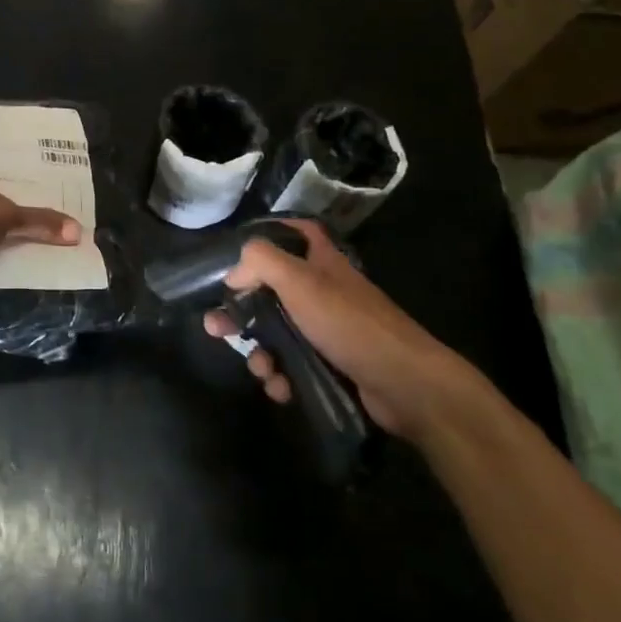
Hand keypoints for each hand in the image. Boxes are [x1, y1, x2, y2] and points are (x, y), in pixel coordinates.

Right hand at [204, 219, 466, 436]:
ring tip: (262, 370)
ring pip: (278, 334)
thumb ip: (260, 262)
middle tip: (215, 328)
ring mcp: (328, 330)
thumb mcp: (299, 280)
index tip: (238, 250)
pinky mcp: (331, 365)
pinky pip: (293, 366)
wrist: (404, 384)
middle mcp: (324, 291)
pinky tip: (281, 389)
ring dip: (261, 353)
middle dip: (242, 311)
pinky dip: (282, 377)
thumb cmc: (348, 322)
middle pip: (272, 290)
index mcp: (321, 262)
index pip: (296, 232)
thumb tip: (233, 276)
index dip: (270, 234)